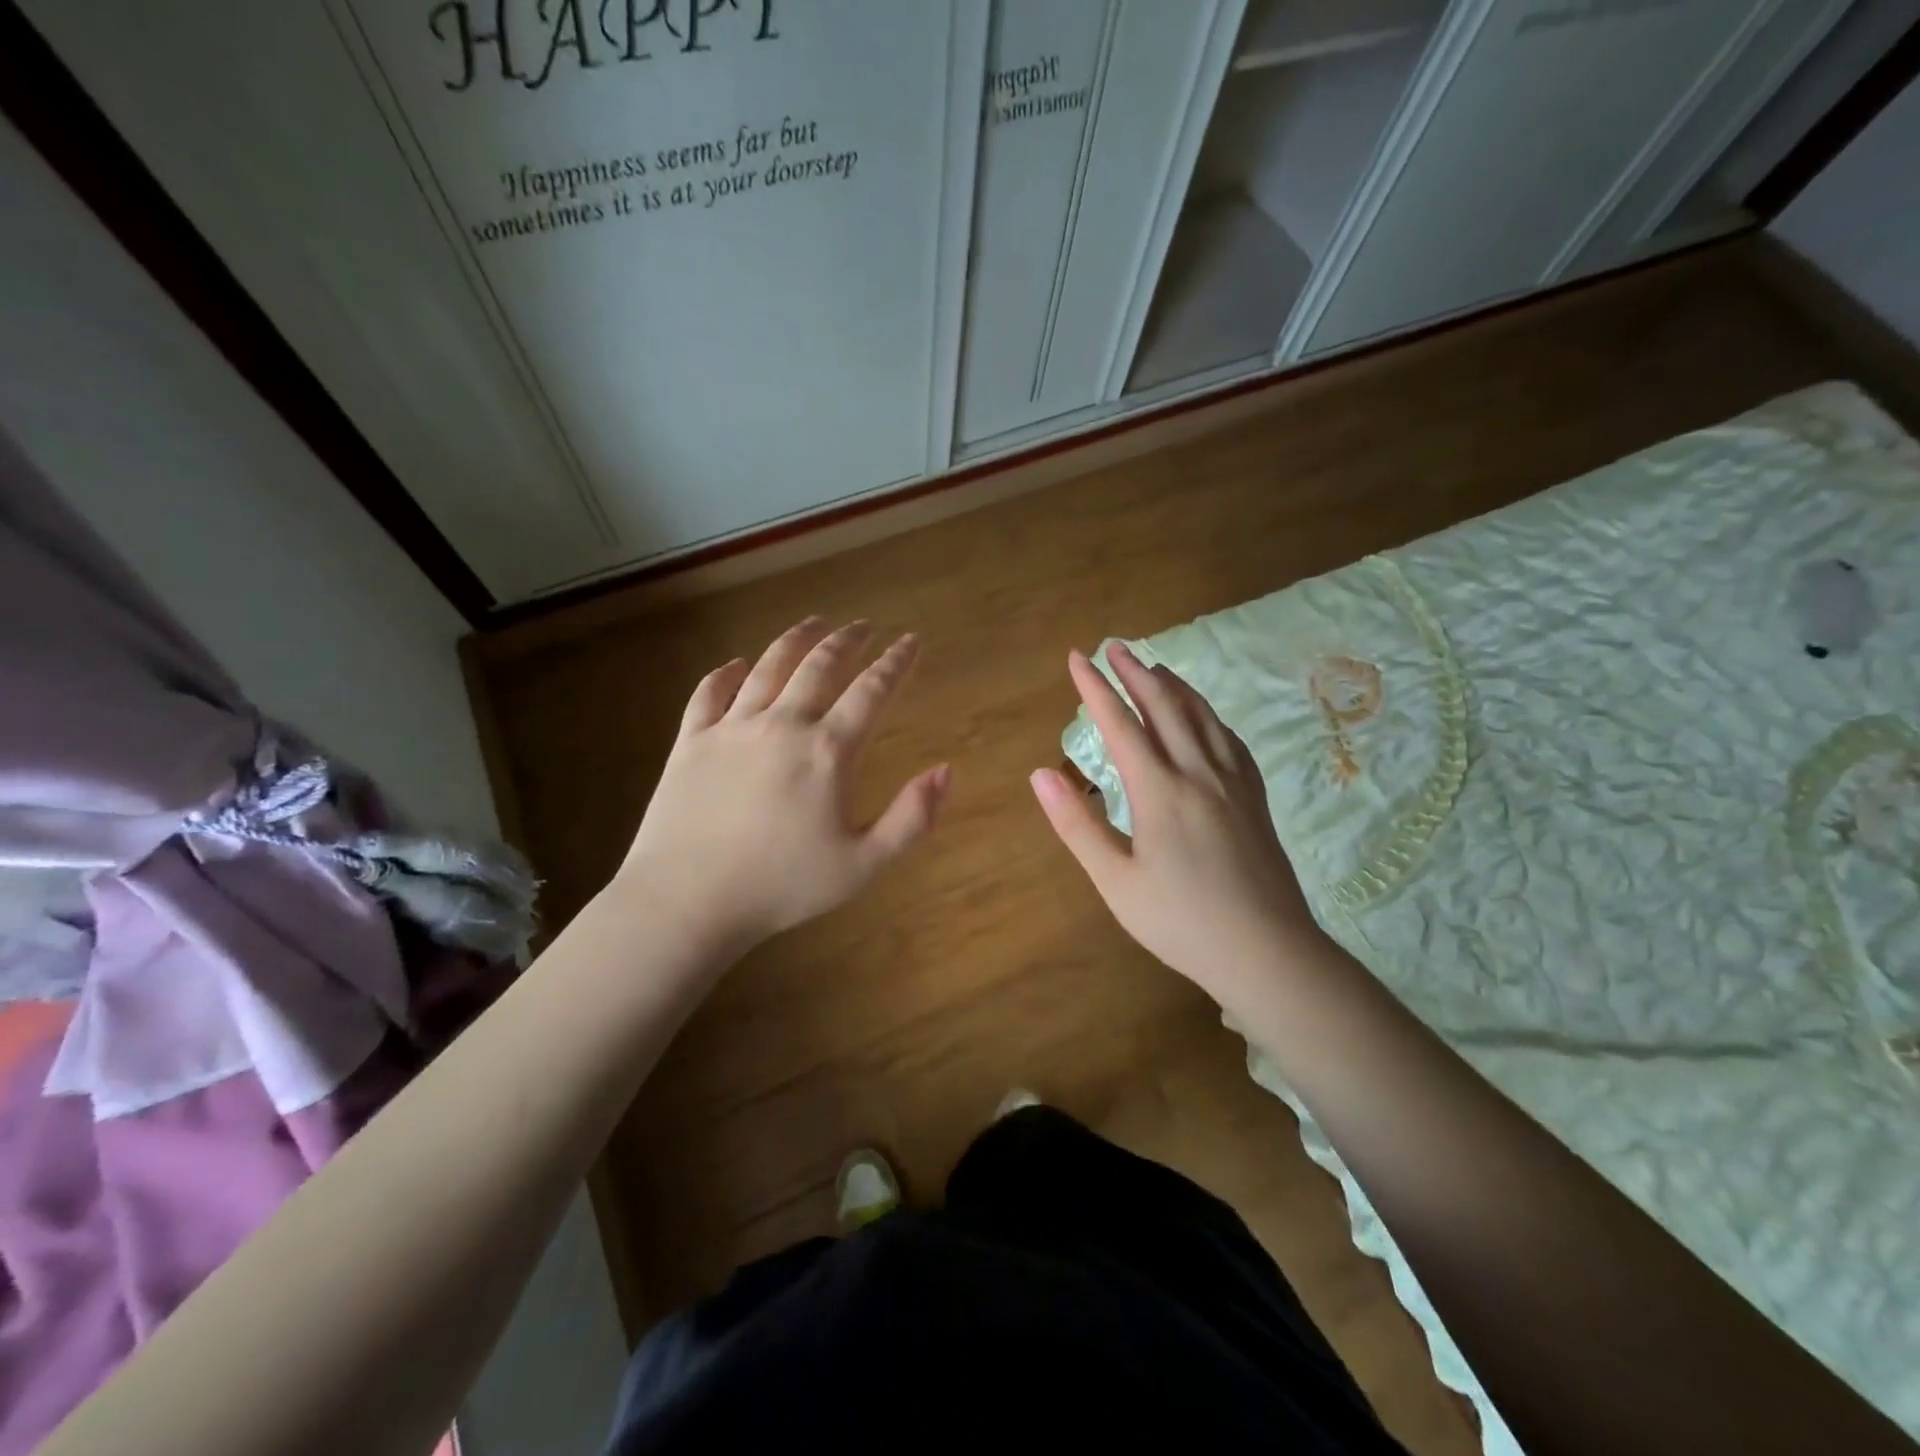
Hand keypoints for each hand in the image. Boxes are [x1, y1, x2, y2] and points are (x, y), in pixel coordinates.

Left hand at [615, 618, 948, 951]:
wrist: (688, 901)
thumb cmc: (782, 887)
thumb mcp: (862, 864)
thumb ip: (911, 818)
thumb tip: (945, 771)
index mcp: (827, 751)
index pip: (871, 691)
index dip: (895, 663)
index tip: (910, 641)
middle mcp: (782, 725)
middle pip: (819, 667)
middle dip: (847, 641)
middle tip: (863, 626)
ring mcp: (731, 729)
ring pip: (768, 667)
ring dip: (795, 640)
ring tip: (814, 624)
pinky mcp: (690, 741)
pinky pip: (709, 693)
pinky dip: (726, 673)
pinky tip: (737, 665)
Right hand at [1030, 643, 1319, 1004]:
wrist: (1267, 952)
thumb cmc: (1181, 922)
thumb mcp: (1116, 881)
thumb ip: (1076, 824)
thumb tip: (1040, 773)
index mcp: (1159, 790)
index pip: (1120, 724)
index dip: (1095, 688)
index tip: (1077, 657)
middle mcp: (1198, 773)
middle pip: (1164, 707)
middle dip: (1135, 672)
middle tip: (1114, 646)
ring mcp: (1233, 783)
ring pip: (1202, 717)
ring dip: (1174, 686)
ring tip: (1155, 667)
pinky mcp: (1255, 799)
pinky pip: (1231, 740)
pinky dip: (1210, 716)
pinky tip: (1206, 719)